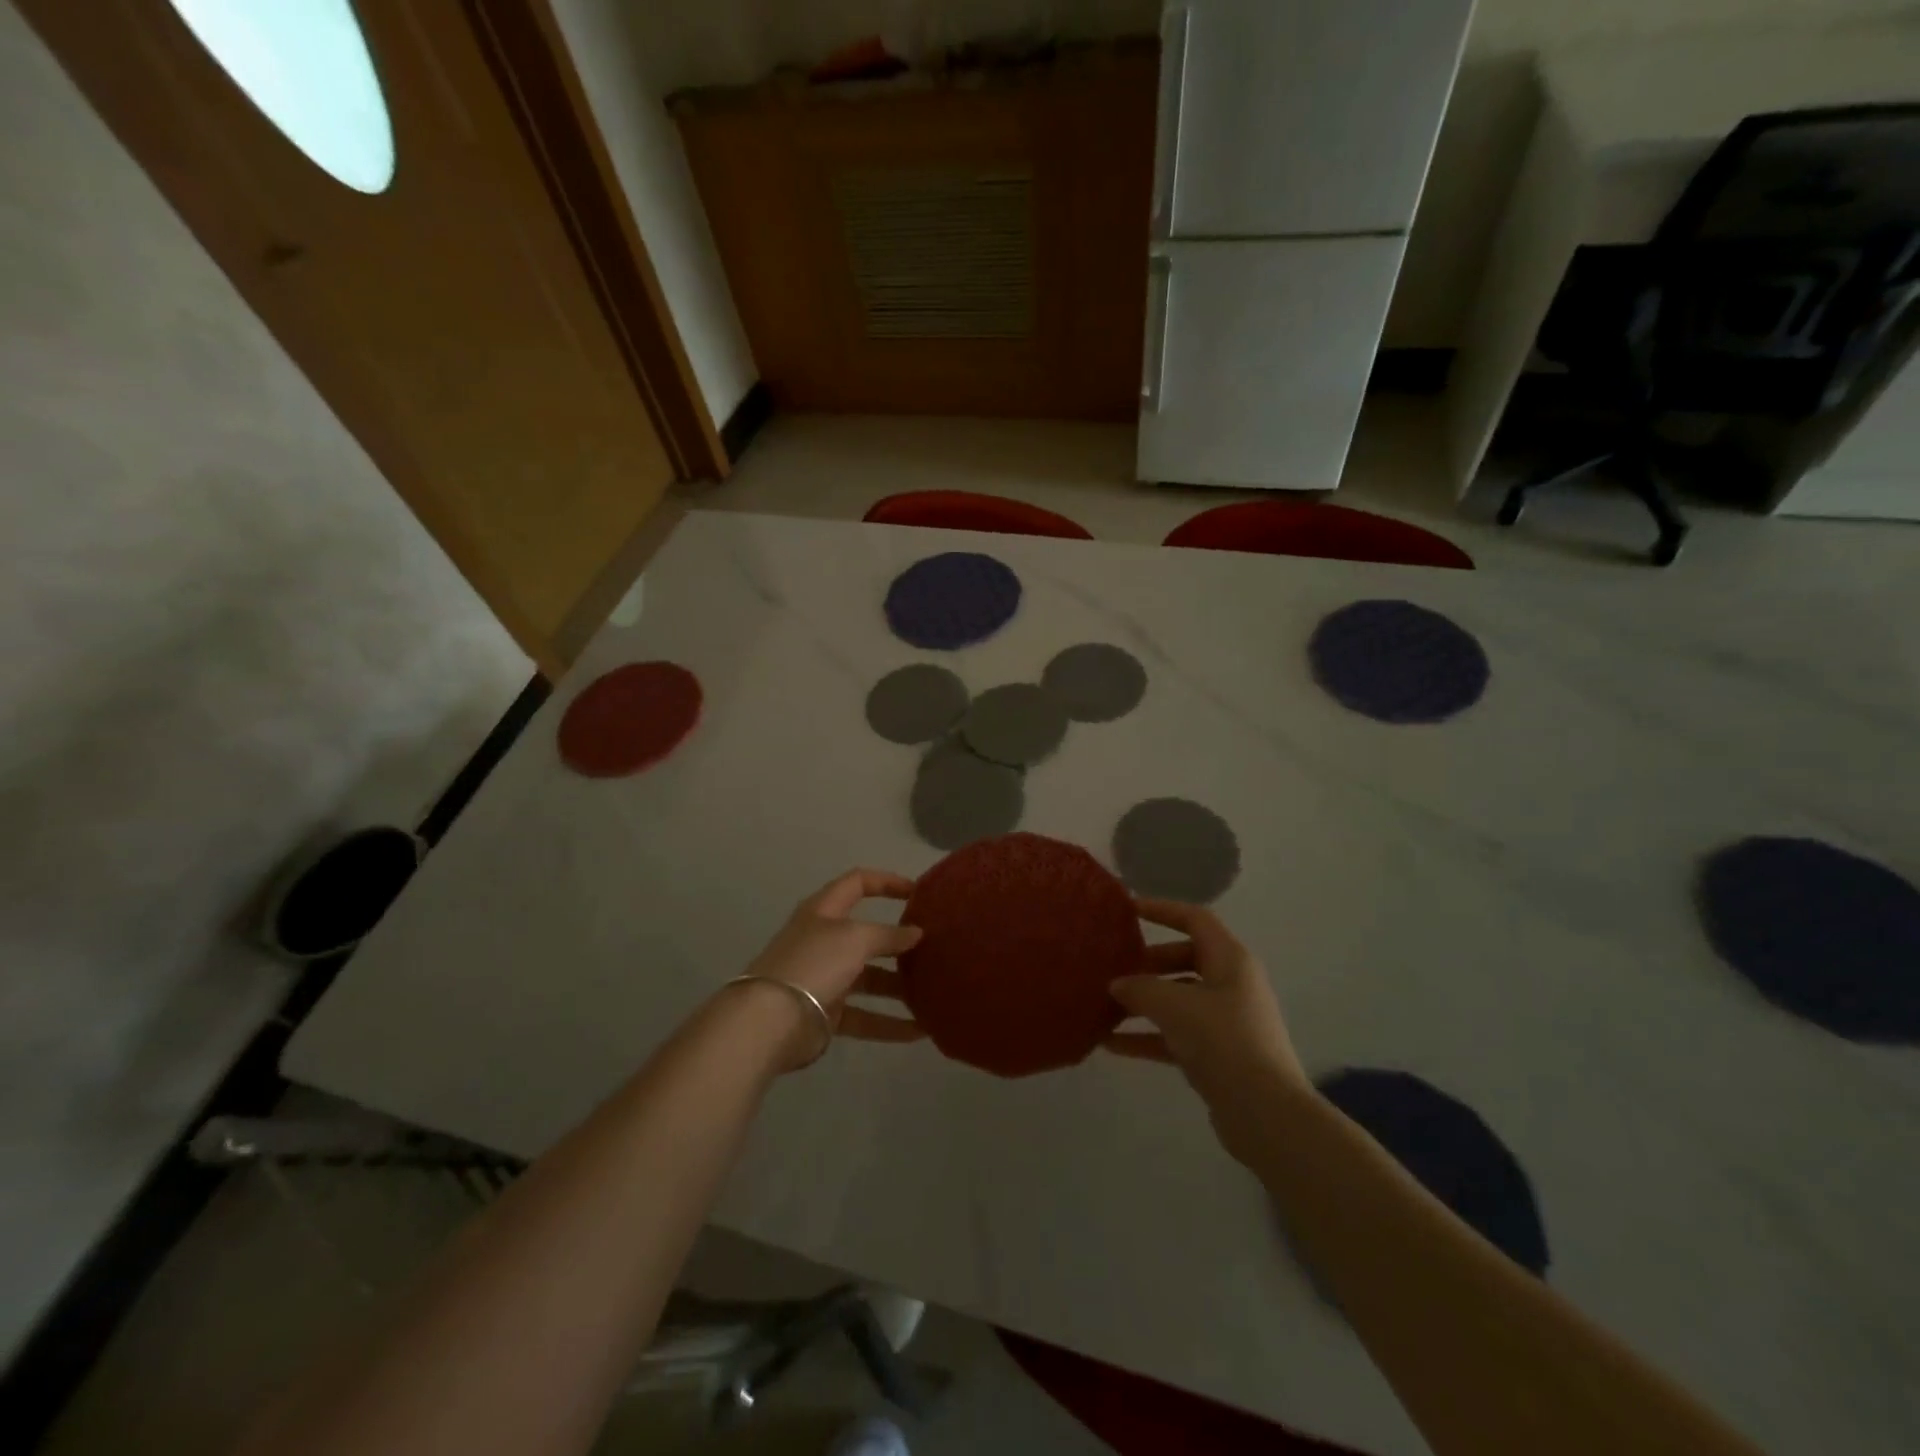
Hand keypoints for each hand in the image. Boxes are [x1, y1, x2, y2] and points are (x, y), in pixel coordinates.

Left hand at [735, 868, 923, 1067]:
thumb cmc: (814, 963)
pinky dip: (889, 1023)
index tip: (919, 893)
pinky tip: (919, 1031)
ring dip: (899, 986)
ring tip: (933, 991)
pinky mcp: (826, 1013)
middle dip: (899, 942)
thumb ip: (889, 935)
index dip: (887, 882)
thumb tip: (916, 933)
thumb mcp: (856, 938)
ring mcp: (824, 977)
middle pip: (867, 935)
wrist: (770, 1020)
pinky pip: (864, 1016)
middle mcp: (824, 940)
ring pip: (870, 978)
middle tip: (933, 948)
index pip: (858, 883)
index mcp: (824, 911)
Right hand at [1106, 898, 1311, 1162]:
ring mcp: (1225, 1020)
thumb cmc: (1223, 1040)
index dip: (1161, 910)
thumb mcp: (1174, 1005)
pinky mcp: (1217, 1054)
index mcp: (1230, 959)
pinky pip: (1176, 1034)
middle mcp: (1231, 983)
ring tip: (1103, 1006)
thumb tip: (1117, 984)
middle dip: (1146, 963)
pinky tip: (1110, 1045)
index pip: (1194, 919)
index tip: (1127, 910)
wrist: (1265, 1113)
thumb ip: (1140, 988)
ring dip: (1142, 1002)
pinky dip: (1147, 1036)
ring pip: (1177, 999)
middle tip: (1112, 968)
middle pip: (1183, 959)